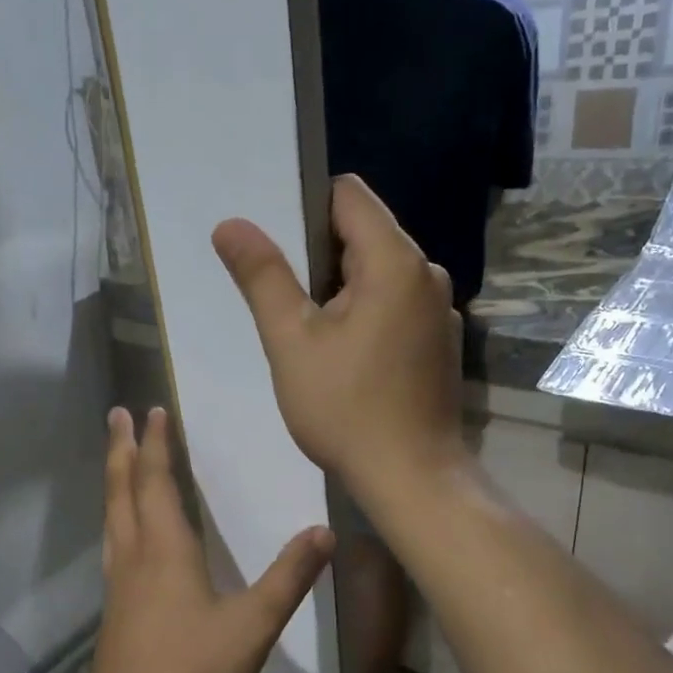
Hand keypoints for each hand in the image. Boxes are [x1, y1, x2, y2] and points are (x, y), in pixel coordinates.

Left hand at [83, 407, 333, 672]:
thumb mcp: (252, 626)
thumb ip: (289, 578)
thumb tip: (324, 531)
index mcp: (165, 551)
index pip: (156, 482)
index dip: (156, 445)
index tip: (152, 410)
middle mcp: (134, 558)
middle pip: (122, 490)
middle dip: (122, 449)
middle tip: (116, 415)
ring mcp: (118, 586)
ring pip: (112, 518)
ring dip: (114, 481)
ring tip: (117, 461)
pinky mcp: (114, 611)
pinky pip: (113, 546)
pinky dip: (116, 518)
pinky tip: (124, 536)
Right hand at [212, 175, 463, 500]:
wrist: (411, 477)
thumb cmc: (346, 408)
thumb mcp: (291, 341)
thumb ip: (262, 277)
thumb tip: (230, 224)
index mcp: (395, 261)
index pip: (348, 195)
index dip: (306, 211)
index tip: (280, 255)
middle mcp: (428, 273)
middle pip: (364, 234)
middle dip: (321, 259)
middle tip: (288, 305)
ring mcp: (441, 309)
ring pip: (380, 274)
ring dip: (343, 291)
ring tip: (314, 336)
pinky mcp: (442, 341)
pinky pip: (398, 304)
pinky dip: (369, 315)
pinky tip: (349, 359)